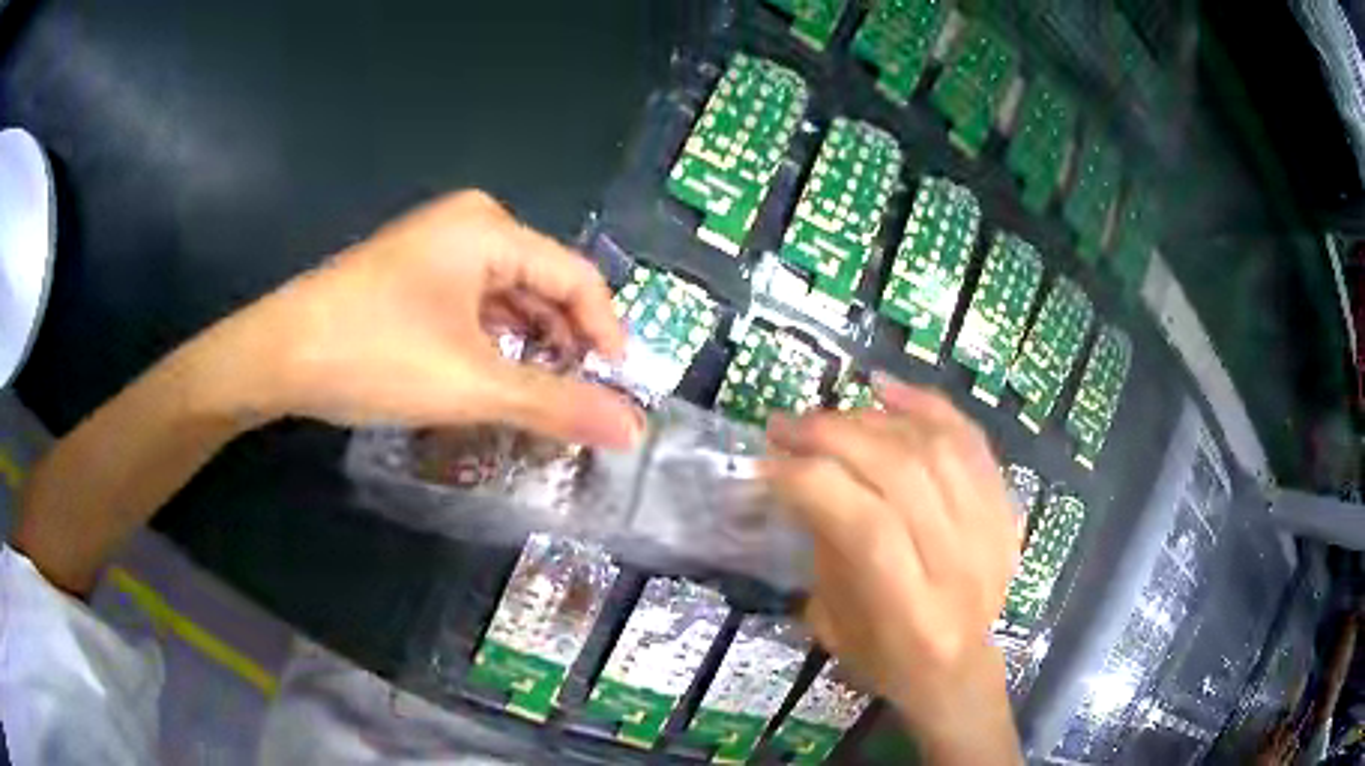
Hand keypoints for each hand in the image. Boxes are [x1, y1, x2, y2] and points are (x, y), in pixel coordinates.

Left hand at [188, 190, 641, 446]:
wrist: (276, 356)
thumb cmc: (374, 354)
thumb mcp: (471, 383)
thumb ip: (556, 405)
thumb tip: (633, 430)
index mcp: (491, 229)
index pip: (577, 277)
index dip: (607, 333)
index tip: (619, 390)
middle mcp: (470, 226)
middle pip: (544, 286)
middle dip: (567, 344)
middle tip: (582, 402)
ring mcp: (438, 250)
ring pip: (509, 300)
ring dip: (530, 349)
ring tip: (544, 400)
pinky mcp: (415, 277)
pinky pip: (475, 307)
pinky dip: (494, 344)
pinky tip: (496, 381)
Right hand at [764, 375, 1020, 762]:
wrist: (962, 671)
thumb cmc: (887, 661)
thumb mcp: (836, 626)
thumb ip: (826, 549)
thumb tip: (801, 476)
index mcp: (913, 612)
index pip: (866, 525)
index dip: (811, 482)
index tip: (766, 463)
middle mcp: (961, 566)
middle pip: (902, 474)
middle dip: (834, 436)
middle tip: (787, 426)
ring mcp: (993, 532)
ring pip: (935, 447)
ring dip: (872, 419)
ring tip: (829, 416)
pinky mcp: (1008, 509)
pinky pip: (970, 440)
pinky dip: (927, 406)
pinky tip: (886, 390)